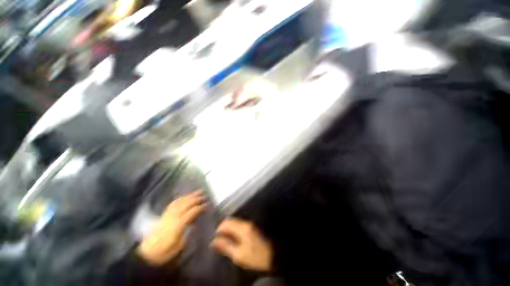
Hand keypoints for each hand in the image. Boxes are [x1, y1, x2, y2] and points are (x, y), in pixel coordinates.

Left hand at [137, 191, 206, 264]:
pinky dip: (180, 198)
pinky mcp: (164, 215)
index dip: (201, 207)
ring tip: (197, 192)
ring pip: (180, 201)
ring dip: (189, 196)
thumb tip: (194, 223)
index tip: (208, 205)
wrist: (147, 254)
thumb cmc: (165, 253)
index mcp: (179, 224)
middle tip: (205, 195)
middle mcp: (173, 216)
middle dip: (196, 198)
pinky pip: (173, 203)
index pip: (192, 211)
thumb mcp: (179, 247)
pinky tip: (184, 197)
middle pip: (187, 203)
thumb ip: (187, 233)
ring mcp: (168, 215)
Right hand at [211, 218, 272, 271]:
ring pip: (234, 221)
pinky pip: (238, 224)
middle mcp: (245, 223)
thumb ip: (226, 246)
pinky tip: (231, 237)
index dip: (218, 229)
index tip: (214, 238)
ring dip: (227, 228)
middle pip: (230, 220)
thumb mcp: (239, 255)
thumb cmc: (255, 256)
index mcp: (242, 229)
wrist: (272, 254)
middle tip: (218, 239)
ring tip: (223, 239)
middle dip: (222, 228)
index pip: (226, 223)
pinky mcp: (251, 226)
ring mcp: (249, 223)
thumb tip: (214, 242)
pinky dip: (233, 228)